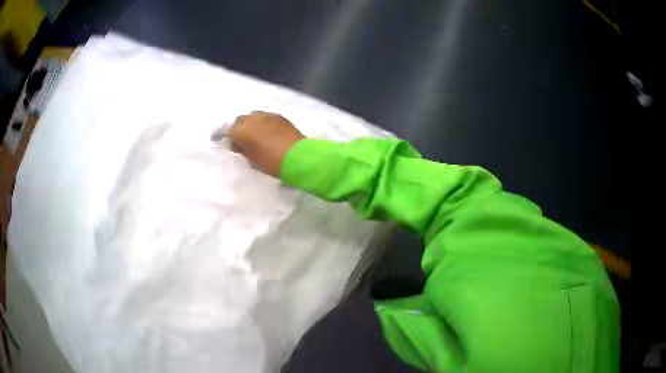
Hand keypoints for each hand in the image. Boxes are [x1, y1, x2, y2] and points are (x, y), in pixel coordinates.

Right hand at [227, 111, 304, 177]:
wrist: (299, 157)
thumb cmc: (272, 162)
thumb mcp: (252, 160)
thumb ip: (241, 149)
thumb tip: (236, 143)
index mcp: (242, 130)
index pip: (226, 130)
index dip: (220, 135)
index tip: (216, 139)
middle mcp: (253, 119)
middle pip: (239, 120)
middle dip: (236, 128)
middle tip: (237, 139)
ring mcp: (267, 115)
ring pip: (252, 116)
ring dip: (249, 123)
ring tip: (251, 134)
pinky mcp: (279, 117)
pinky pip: (265, 117)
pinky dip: (261, 123)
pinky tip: (264, 131)